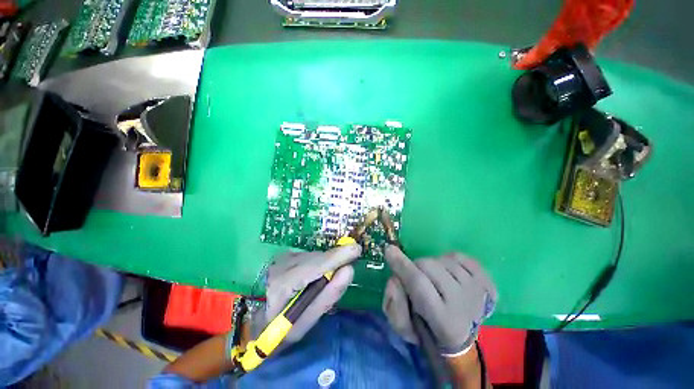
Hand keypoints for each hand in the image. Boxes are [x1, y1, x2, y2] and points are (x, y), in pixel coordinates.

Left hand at [251, 244, 361, 343]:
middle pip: (315, 258)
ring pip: (313, 256)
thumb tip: (348, 271)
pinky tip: (316, 275)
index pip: (313, 267)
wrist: (254, 322)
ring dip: (327, 262)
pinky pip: (309, 256)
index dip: (335, 258)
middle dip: (335, 259)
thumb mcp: (304, 324)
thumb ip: (327, 296)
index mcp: (281, 287)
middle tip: (350, 260)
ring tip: (330, 276)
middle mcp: (279, 267)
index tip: (356, 250)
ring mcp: (280, 259)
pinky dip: (319, 263)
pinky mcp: (284, 256)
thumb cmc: (278, 331)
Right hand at [382, 245, 496, 355]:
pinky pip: (457, 256)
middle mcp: (465, 304)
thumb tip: (394, 277)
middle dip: (415, 266)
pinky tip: (448, 274)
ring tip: (433, 280)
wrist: (464, 338)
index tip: (389, 250)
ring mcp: (478, 289)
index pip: (418, 283)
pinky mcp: (485, 279)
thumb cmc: (428, 331)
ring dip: (431, 265)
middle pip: (429, 265)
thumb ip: (394, 304)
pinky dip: (447, 260)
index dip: (402, 265)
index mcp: (444, 322)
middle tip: (415, 277)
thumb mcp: (404, 326)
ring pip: (442, 259)